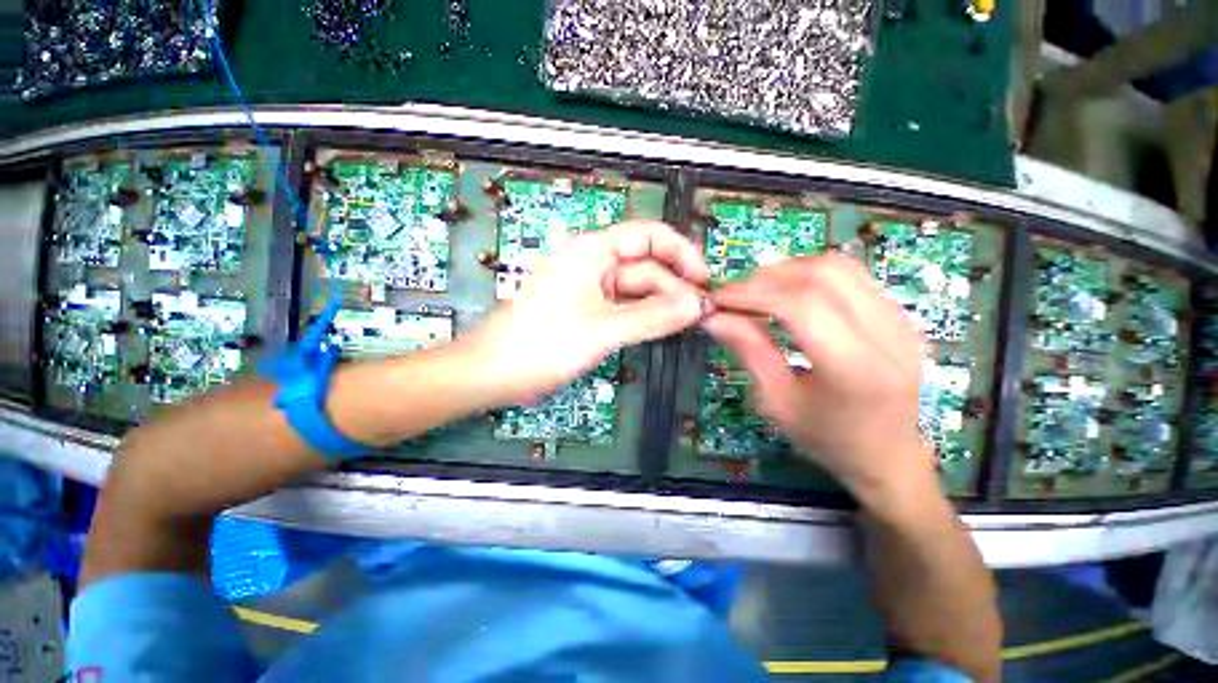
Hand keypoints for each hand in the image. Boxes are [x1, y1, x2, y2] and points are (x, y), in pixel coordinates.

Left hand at [462, 220, 707, 405]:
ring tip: (685, 325)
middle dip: (673, 287)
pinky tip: (660, 329)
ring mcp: (588, 288)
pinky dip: (642, 317)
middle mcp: (592, 262)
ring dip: (660, 305)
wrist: (492, 373)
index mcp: (593, 250)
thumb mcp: (604, 329)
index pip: (649, 235)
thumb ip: (653, 316)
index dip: (681, 252)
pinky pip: (622, 307)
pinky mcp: (584, 309)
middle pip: (644, 266)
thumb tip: (697, 305)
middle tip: (700, 315)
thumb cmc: (543, 344)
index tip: (704, 280)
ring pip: (634, 289)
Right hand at [704, 252, 935, 505]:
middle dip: (768, 277)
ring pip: (838, 266)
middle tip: (735, 296)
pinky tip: (787, 294)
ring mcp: (900, 319)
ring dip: (788, 271)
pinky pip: (850, 276)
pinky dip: (809, 276)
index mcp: (857, 369)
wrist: (888, 455)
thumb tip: (714, 317)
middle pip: (823, 275)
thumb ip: (749, 351)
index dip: (754, 294)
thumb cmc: (827, 439)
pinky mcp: (899, 314)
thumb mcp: (777, 402)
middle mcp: (889, 335)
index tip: (718, 298)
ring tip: (757, 292)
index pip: (803, 305)